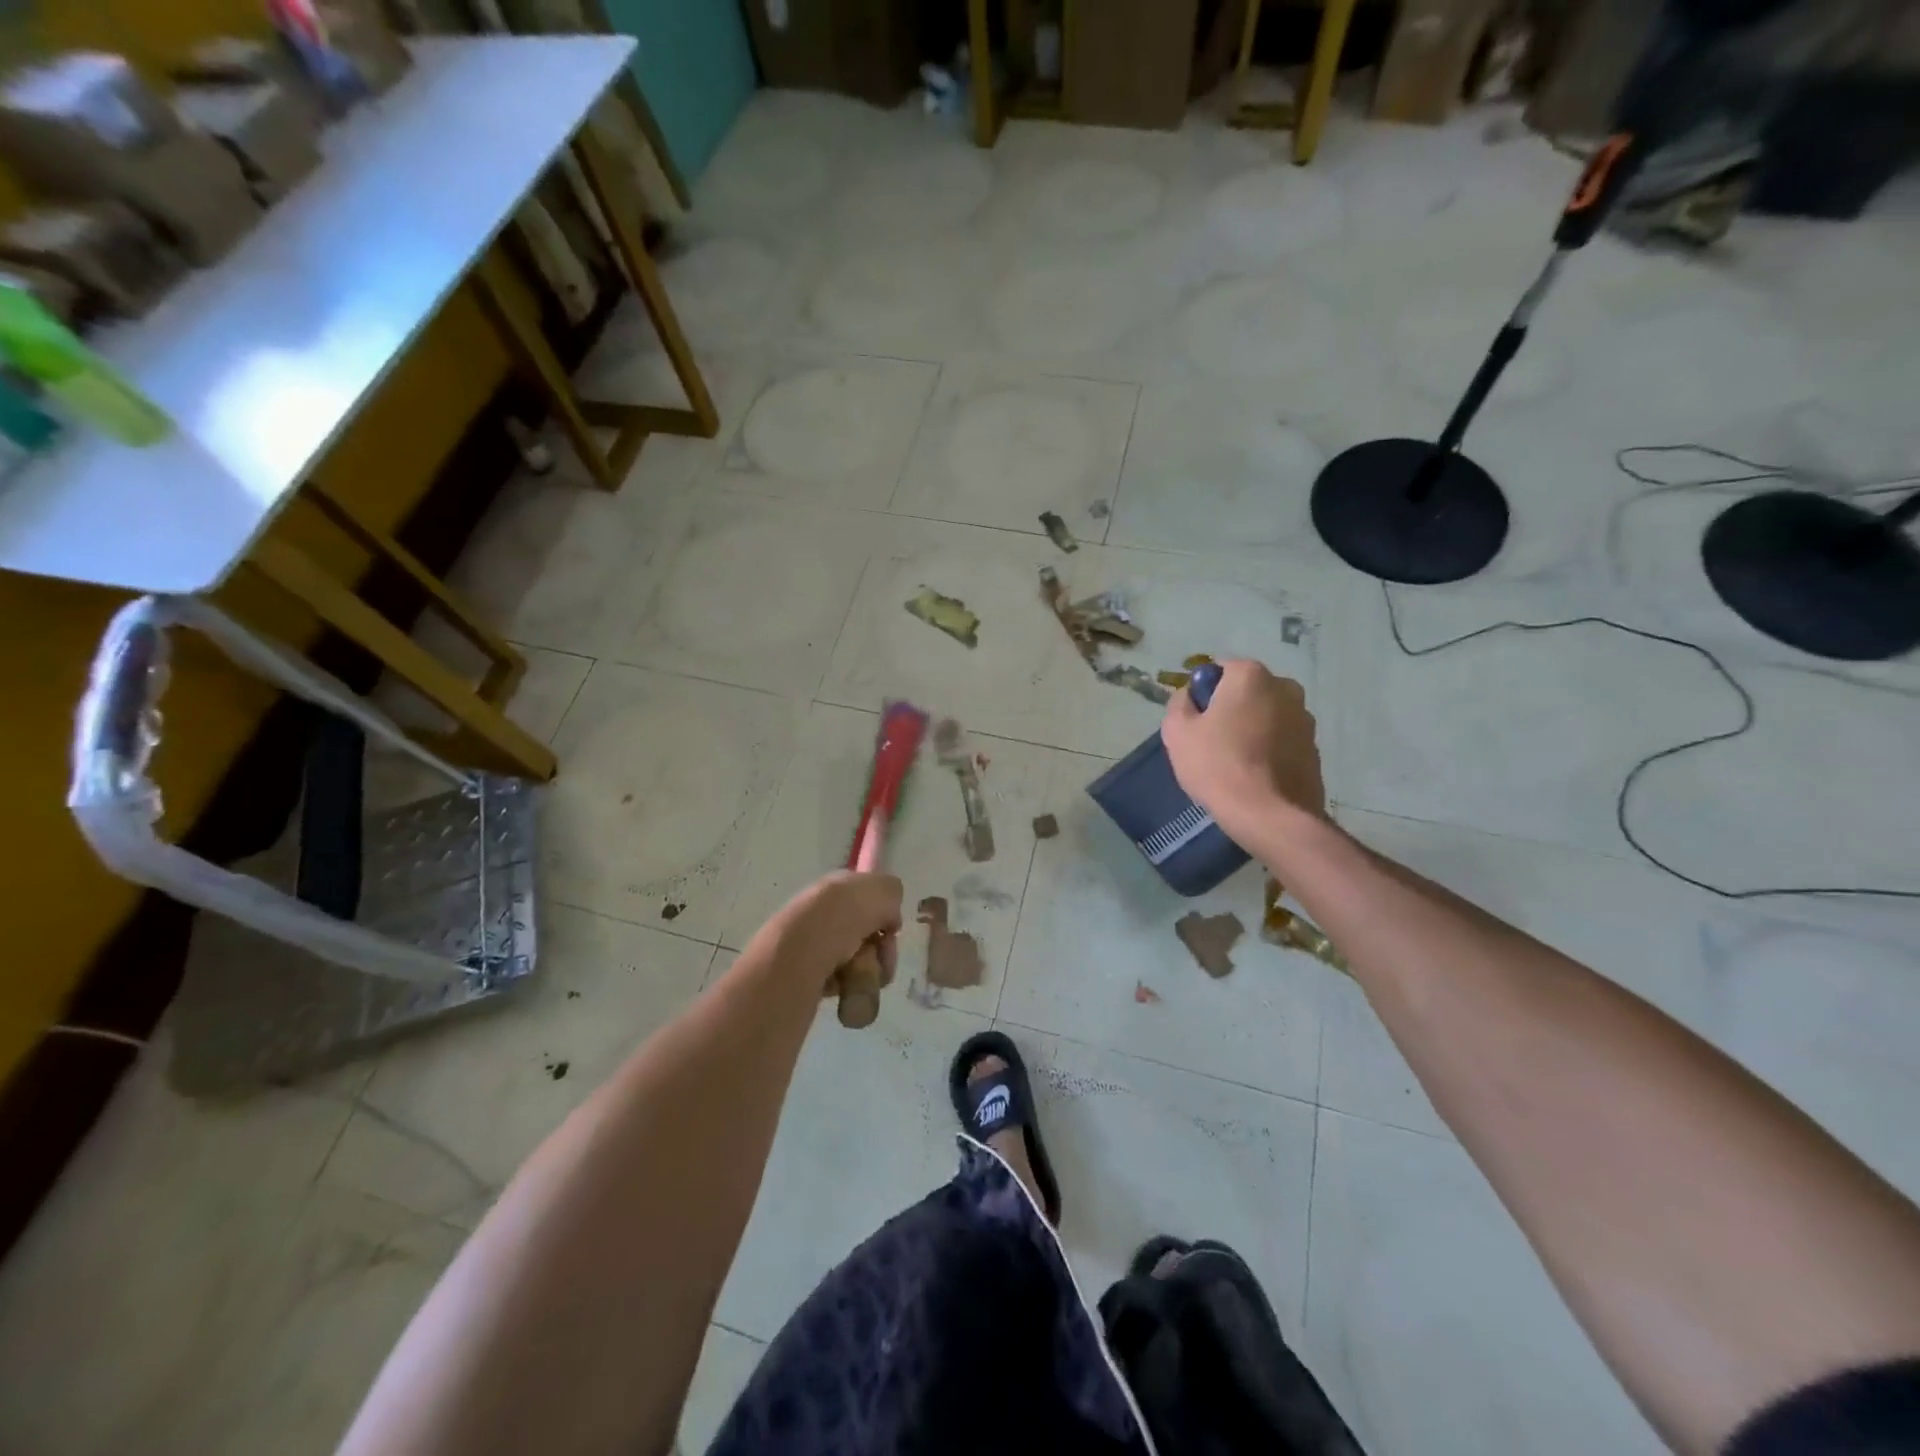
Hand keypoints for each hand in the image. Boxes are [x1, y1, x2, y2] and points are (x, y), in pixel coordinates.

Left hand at [765, 871, 903, 992]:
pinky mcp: (806, 974)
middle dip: (881, 950)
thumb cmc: (846, 913)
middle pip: (866, 934)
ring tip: (864, 975)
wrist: (804, 947)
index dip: (885, 915)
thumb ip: (893, 894)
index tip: (891, 929)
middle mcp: (824, 911)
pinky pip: (841, 982)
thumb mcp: (885, 889)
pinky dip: (850, 987)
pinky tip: (846, 987)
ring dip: (869, 970)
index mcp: (838, 885)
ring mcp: (812, 943)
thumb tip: (889, 917)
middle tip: (883, 958)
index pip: (869, 900)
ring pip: (857, 960)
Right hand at [1160, 659, 1325, 844]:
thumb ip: (1179, 702)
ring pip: (1267, 715)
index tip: (1195, 719)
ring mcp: (1305, 718)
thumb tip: (1190, 695)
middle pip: (1247, 691)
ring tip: (1235, 762)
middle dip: (1230, 708)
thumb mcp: (1177, 731)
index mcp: (1250, 676)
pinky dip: (1269, 749)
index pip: (1220, 669)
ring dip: (1252, 728)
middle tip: (1211, 740)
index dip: (1203, 692)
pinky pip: (1282, 739)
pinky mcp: (1314, 748)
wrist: (1269, 815)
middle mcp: (1285, 688)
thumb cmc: (1217, 766)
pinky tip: (1255, 775)